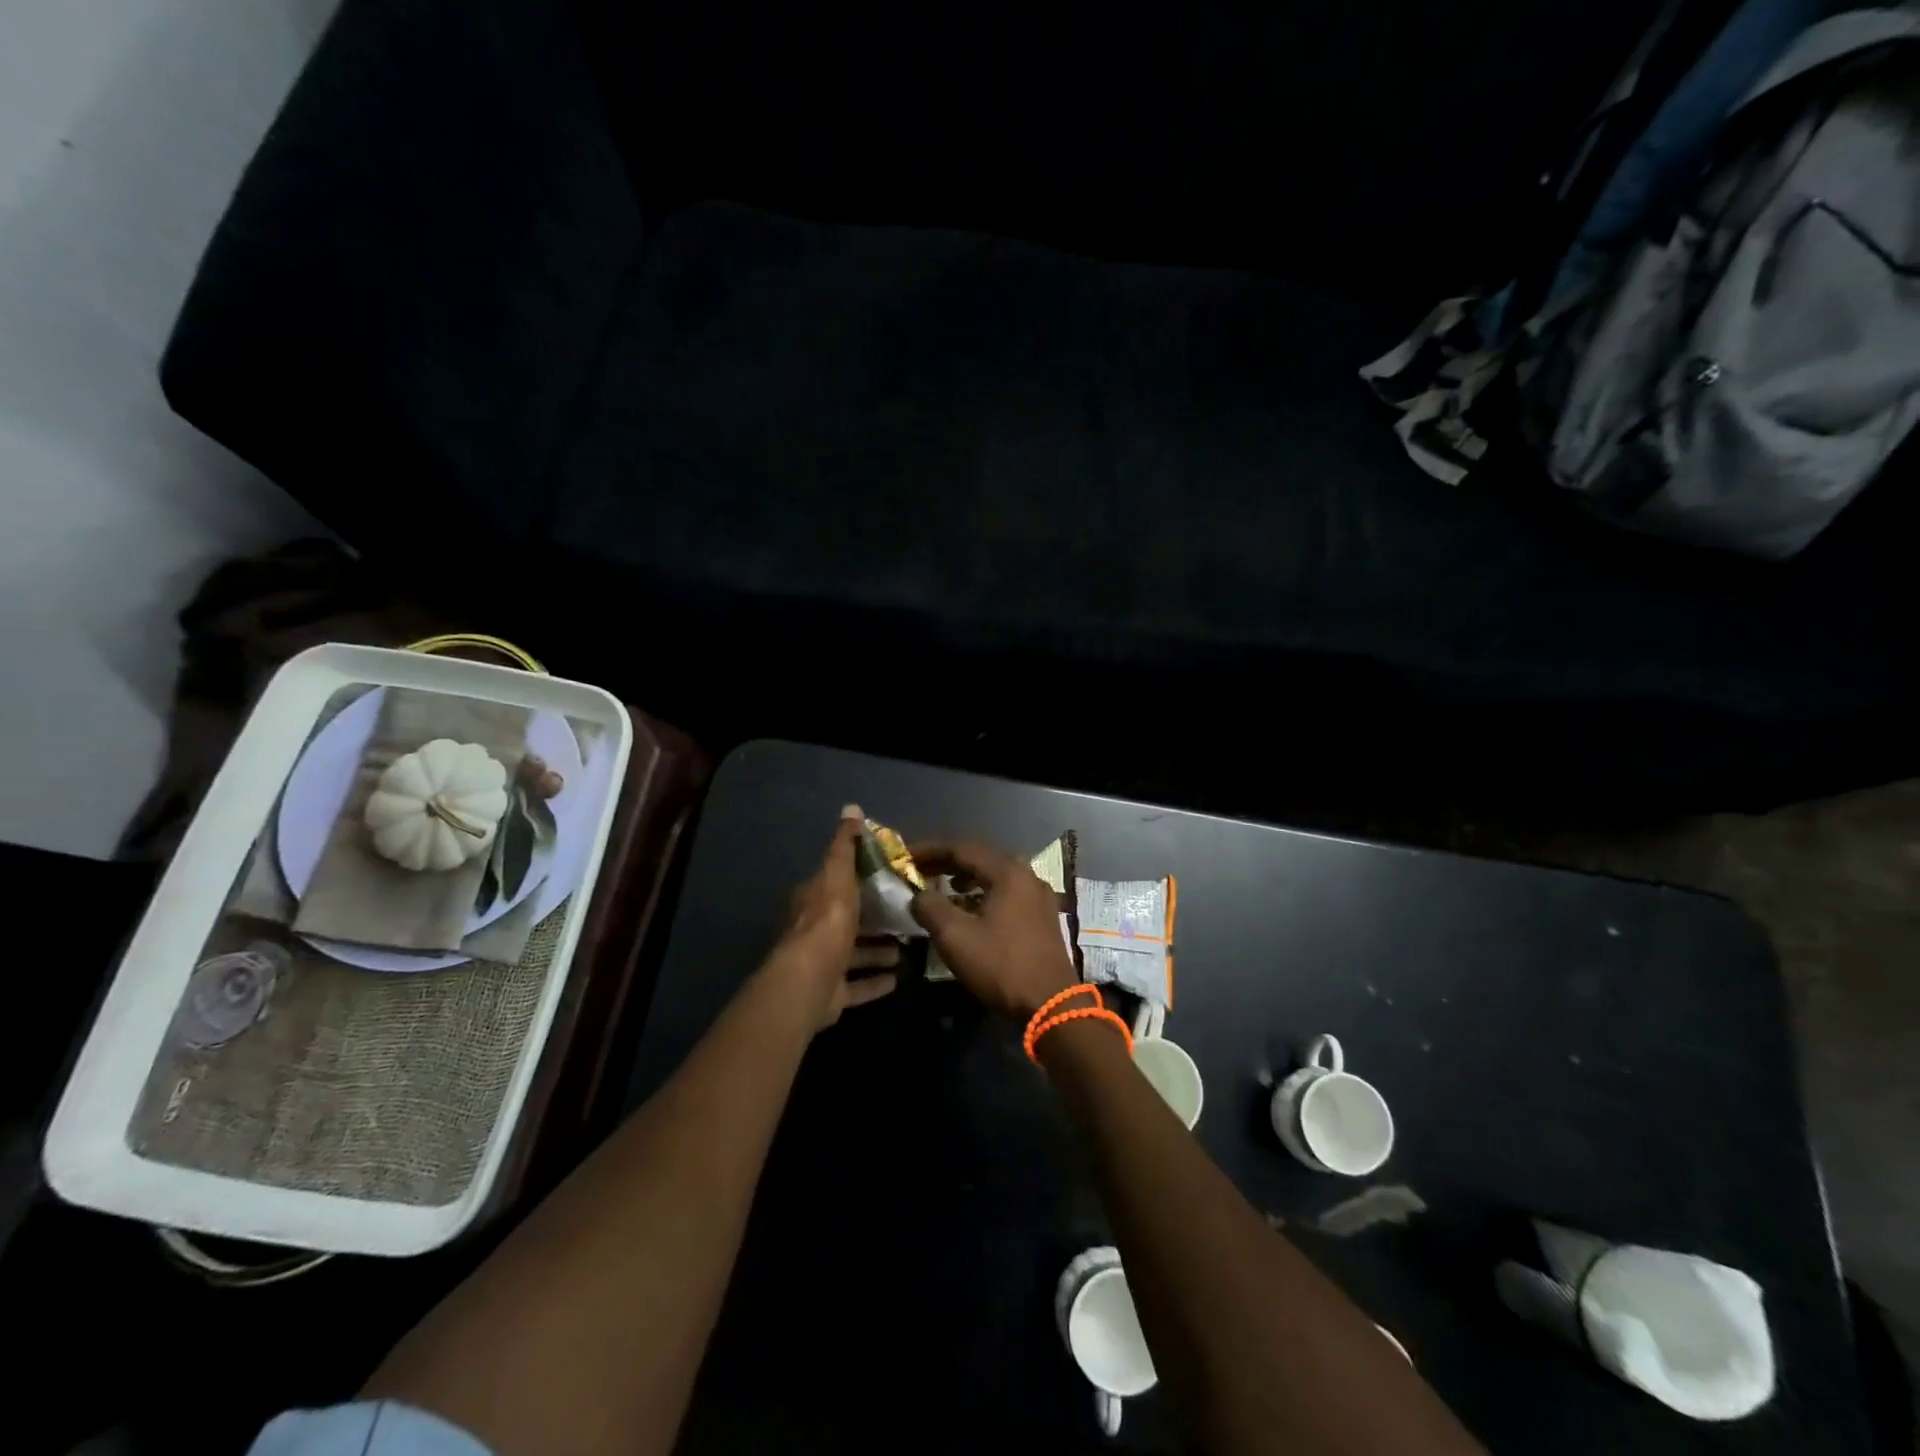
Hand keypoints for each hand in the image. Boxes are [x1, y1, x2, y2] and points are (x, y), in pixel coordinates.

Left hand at [767, 810, 900, 1030]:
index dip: (860, 878)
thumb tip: (851, 808)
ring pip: (853, 955)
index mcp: (813, 901)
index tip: (891, 876)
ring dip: (877, 951)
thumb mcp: (838, 874)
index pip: (837, 882)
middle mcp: (813, 932)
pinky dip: (874, 982)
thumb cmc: (827, 922)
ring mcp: (821, 966)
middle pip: (847, 921)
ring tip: (906, 947)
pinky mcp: (830, 995)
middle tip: (907, 914)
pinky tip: (897, 978)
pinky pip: (856, 987)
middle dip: (874, 918)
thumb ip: (845, 845)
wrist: (809, 981)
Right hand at [909, 841, 1077, 1019]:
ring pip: (995, 875)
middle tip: (920, 870)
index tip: (905, 857)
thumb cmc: (1001, 966)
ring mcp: (1039, 896)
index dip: (930, 850)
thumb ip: (930, 907)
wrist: (1051, 1004)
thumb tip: (918, 894)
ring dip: (966, 878)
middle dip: (947, 862)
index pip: (962, 848)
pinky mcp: (1043, 916)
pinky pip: (1007, 892)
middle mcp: (1027, 875)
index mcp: (1008, 872)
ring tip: (942, 888)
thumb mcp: (955, 937)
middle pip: (981, 858)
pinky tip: (970, 909)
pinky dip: (983, 893)